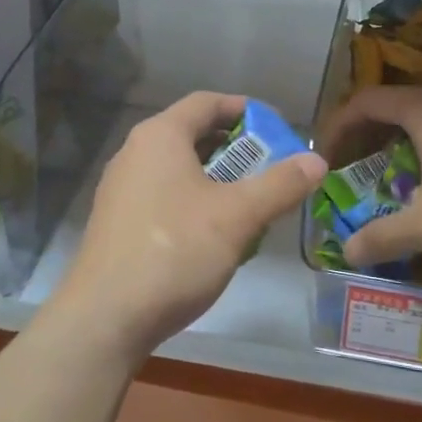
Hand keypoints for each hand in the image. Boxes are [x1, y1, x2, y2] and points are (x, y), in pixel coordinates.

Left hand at [48, 92, 325, 365]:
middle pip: (192, 134)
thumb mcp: (238, 216)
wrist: (105, 318)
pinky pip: (163, 195)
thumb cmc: (174, 251)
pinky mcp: (117, 222)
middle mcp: (135, 152)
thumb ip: (280, 184)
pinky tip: (214, 234)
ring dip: (217, 178)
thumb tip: (317, 160)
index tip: (278, 128)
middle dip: (236, 148)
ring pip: (178, 168)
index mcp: (160, 136)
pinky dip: (194, 200)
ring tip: (249, 202)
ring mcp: (120, 188)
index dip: (246, 110)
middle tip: (271, 168)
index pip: (207, 102)